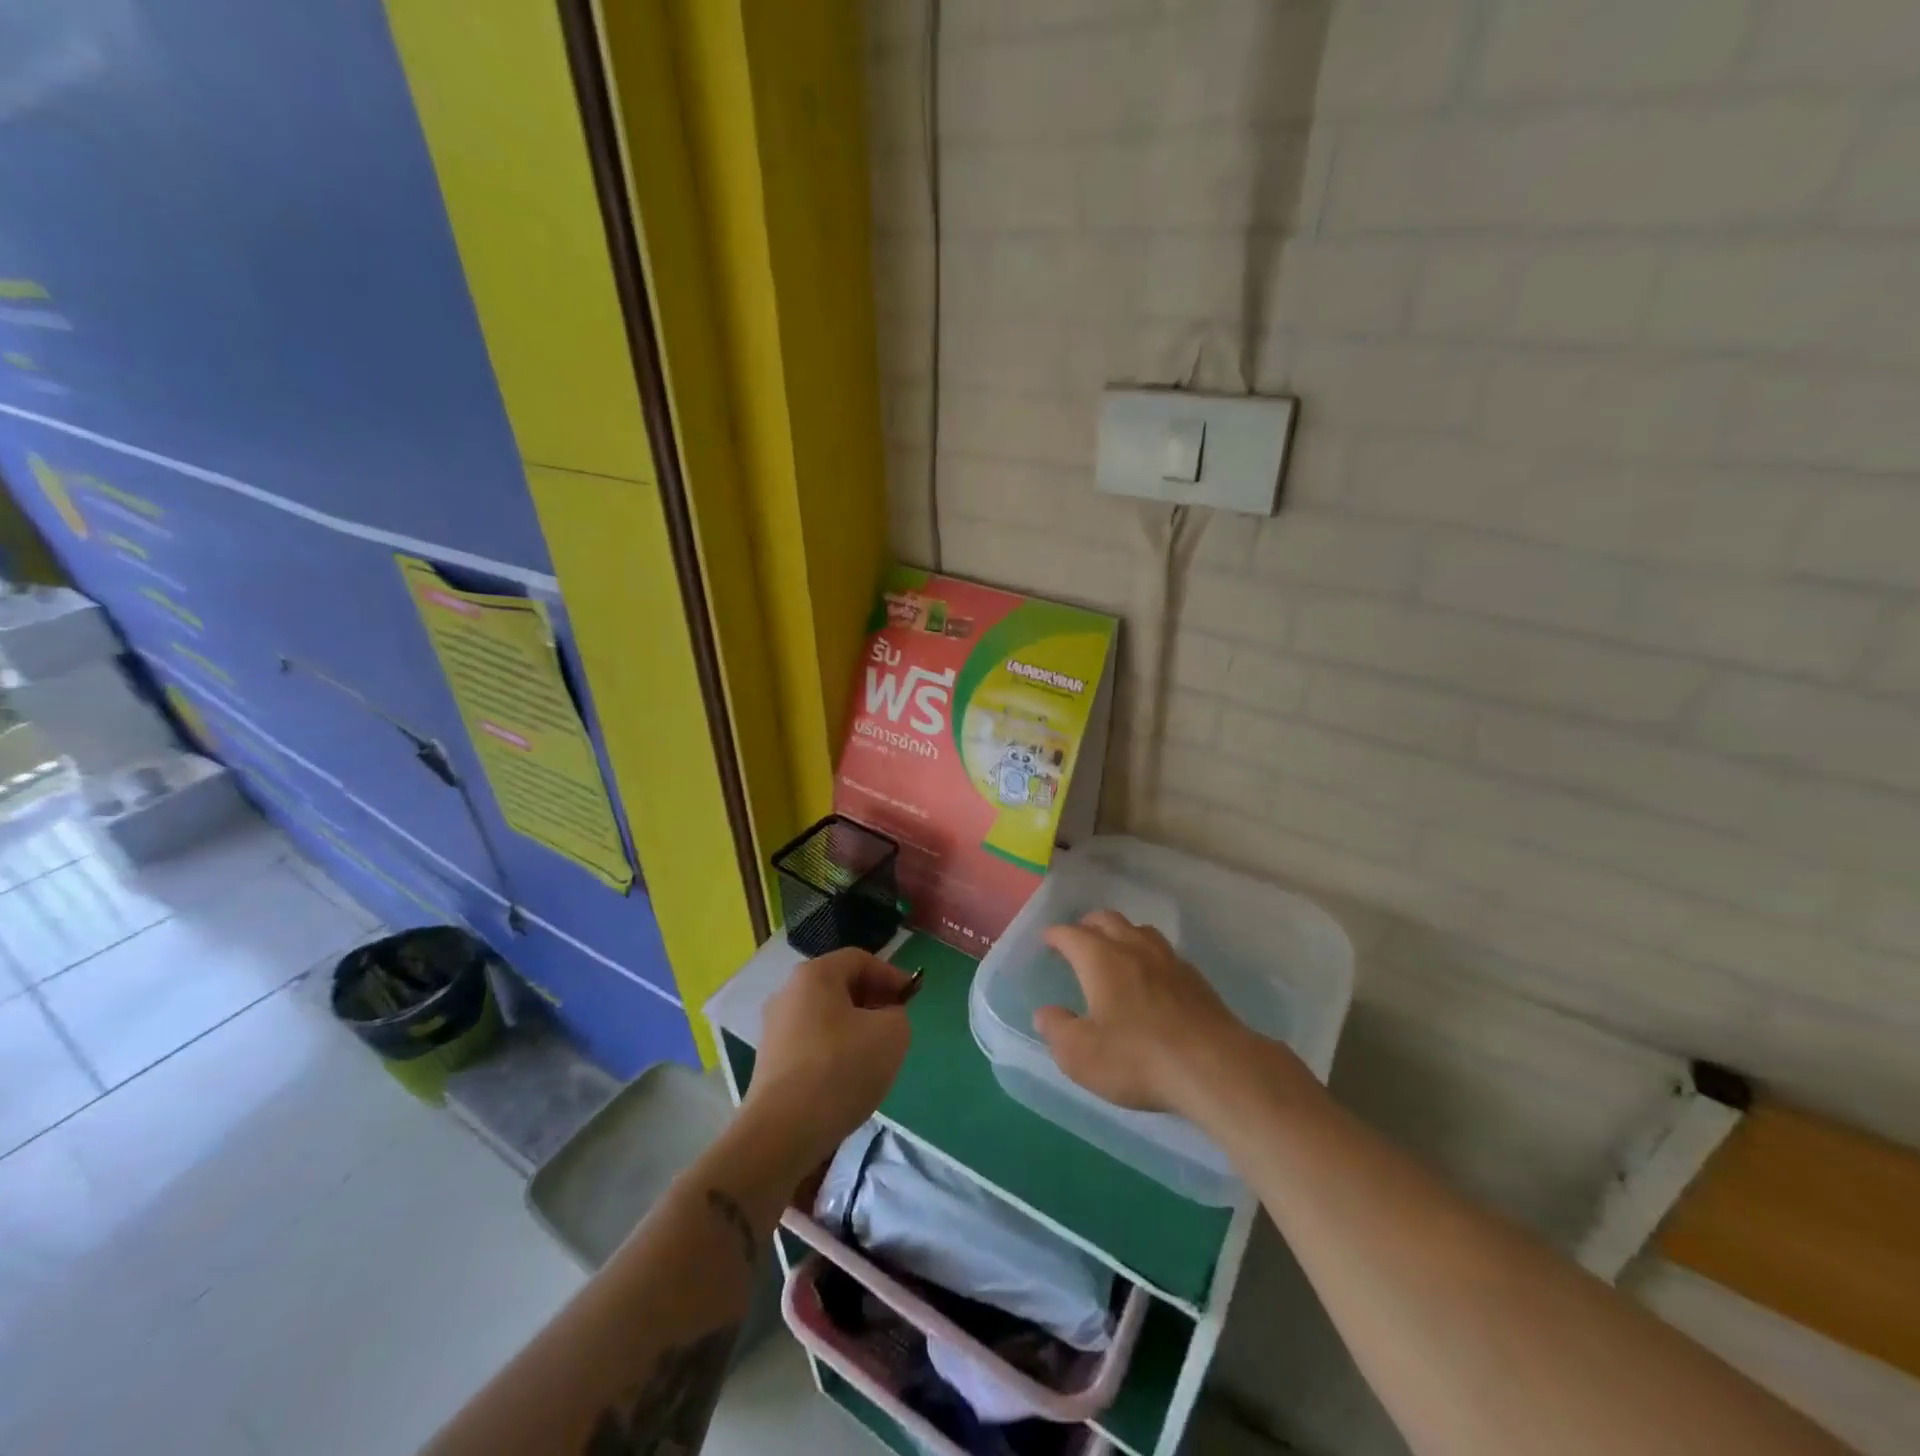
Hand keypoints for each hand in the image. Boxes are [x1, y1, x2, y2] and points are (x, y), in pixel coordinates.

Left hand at [743, 949, 912, 1171]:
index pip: (860, 959)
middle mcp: (788, 993)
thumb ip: (897, 1014)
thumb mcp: (892, 1034)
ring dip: (855, 1028)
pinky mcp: (770, 1062)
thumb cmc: (841, 1069)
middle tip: (896, 1024)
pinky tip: (849, 1078)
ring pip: (826, 1017)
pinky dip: (835, 1051)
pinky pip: (812, 1043)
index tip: (912, 998)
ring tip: (876, 1055)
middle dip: (873, 1001)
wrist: (783, 1133)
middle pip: (840, 986)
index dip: (891, 974)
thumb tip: (884, 1018)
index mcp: (814, 975)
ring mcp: (774, 1029)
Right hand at [1034, 910, 1250, 1115]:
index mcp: (1101, 960)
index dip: (1056, 935)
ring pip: (1140, 930)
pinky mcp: (1196, 979)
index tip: (1048, 939)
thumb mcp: (1081, 1054)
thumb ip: (1057, 1029)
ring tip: (1115, 948)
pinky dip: (1149, 954)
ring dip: (1122, 933)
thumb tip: (1045, 1013)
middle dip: (1088, 925)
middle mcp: (1134, 949)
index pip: (1071, 934)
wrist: (1214, 1067)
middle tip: (1078, 937)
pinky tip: (1152, 975)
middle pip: (1108, 920)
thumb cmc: (1137, 1058)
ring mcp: (1169, 960)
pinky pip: (1165, 952)